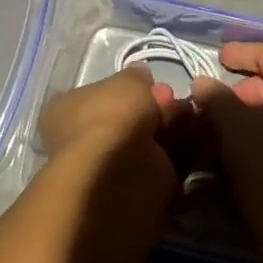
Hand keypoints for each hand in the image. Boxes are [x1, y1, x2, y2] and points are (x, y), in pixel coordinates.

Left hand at [38, 65, 185, 173]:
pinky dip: (178, 151)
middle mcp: (84, 138)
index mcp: (68, 110)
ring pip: (146, 141)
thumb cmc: (111, 117)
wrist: (118, 173)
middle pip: (127, 118)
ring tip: (190, 116)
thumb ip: (136, 77)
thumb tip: (140, 76)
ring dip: (169, 128)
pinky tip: (194, 137)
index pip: (100, 94)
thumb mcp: (127, 81)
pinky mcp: (134, 187)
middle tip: (174, 101)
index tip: (153, 84)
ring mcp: (108, 165)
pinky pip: (161, 163)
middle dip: (154, 108)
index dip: (129, 89)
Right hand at [190, 42, 262, 238]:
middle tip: (215, 97)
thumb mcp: (231, 123)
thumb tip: (203, 83)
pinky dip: (260, 132)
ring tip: (219, 125)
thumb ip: (215, 96)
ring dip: (248, 113)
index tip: (217, 57)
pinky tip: (236, 147)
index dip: (240, 52)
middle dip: (241, 87)